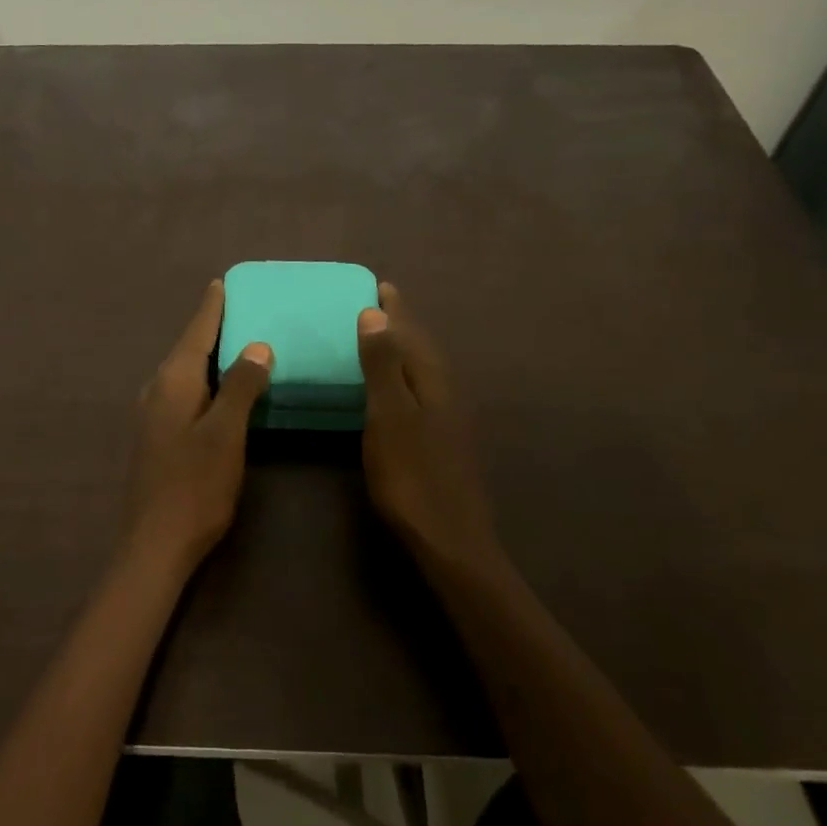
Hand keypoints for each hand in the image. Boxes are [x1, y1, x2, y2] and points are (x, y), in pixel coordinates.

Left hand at [125, 280, 273, 576]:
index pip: (196, 333)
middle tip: (238, 308)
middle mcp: (158, 390)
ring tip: (235, 342)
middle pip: (188, 349)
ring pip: (185, 372)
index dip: (212, 308)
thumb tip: (256, 345)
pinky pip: (184, 392)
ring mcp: (153, 415)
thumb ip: (241, 386)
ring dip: (208, 355)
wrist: (156, 543)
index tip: (222, 283)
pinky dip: (204, 380)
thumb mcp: (226, 433)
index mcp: (174, 382)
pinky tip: (220, 389)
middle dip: (210, 327)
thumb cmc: (195, 485)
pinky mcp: (158, 436)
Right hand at [357, 282, 499, 568]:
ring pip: (425, 372)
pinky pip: (423, 393)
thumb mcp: (389, 416)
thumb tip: (376, 314)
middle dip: (402, 326)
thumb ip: (383, 365)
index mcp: (433, 381)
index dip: (396, 310)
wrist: (450, 540)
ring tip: (384, 341)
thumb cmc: (411, 475)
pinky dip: (406, 379)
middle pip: (423, 349)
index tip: (380, 285)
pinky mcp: (445, 442)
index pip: (413, 333)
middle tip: (379, 307)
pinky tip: (396, 392)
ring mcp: (450, 420)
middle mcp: (447, 393)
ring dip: (405, 352)